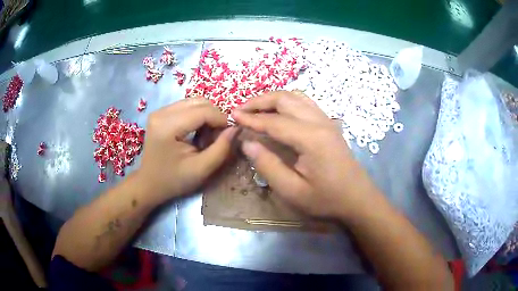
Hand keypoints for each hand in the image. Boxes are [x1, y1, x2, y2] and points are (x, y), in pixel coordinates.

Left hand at [137, 98, 235, 201]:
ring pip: (194, 102)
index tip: (230, 134)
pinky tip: (196, 131)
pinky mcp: (160, 113)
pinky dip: (197, 116)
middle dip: (214, 116)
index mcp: (168, 126)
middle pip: (199, 102)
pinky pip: (186, 106)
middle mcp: (161, 113)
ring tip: (207, 135)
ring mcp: (159, 111)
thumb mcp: (201, 169)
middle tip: (217, 136)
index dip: (221, 119)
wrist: (149, 184)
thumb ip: (222, 148)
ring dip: (206, 115)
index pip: (203, 111)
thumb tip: (236, 128)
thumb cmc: (174, 180)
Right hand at [232, 91, 376, 219]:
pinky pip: (305, 102)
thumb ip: (268, 165)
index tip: (232, 115)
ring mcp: (326, 120)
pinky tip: (279, 111)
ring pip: (296, 97)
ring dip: (273, 98)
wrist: (358, 198)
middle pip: (285, 99)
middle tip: (241, 109)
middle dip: (260, 101)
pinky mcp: (329, 124)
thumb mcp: (293, 191)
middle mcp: (319, 121)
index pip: (274, 121)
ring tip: (256, 108)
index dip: (250, 118)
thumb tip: (248, 144)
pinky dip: (288, 101)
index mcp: (310, 138)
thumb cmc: (327, 199)